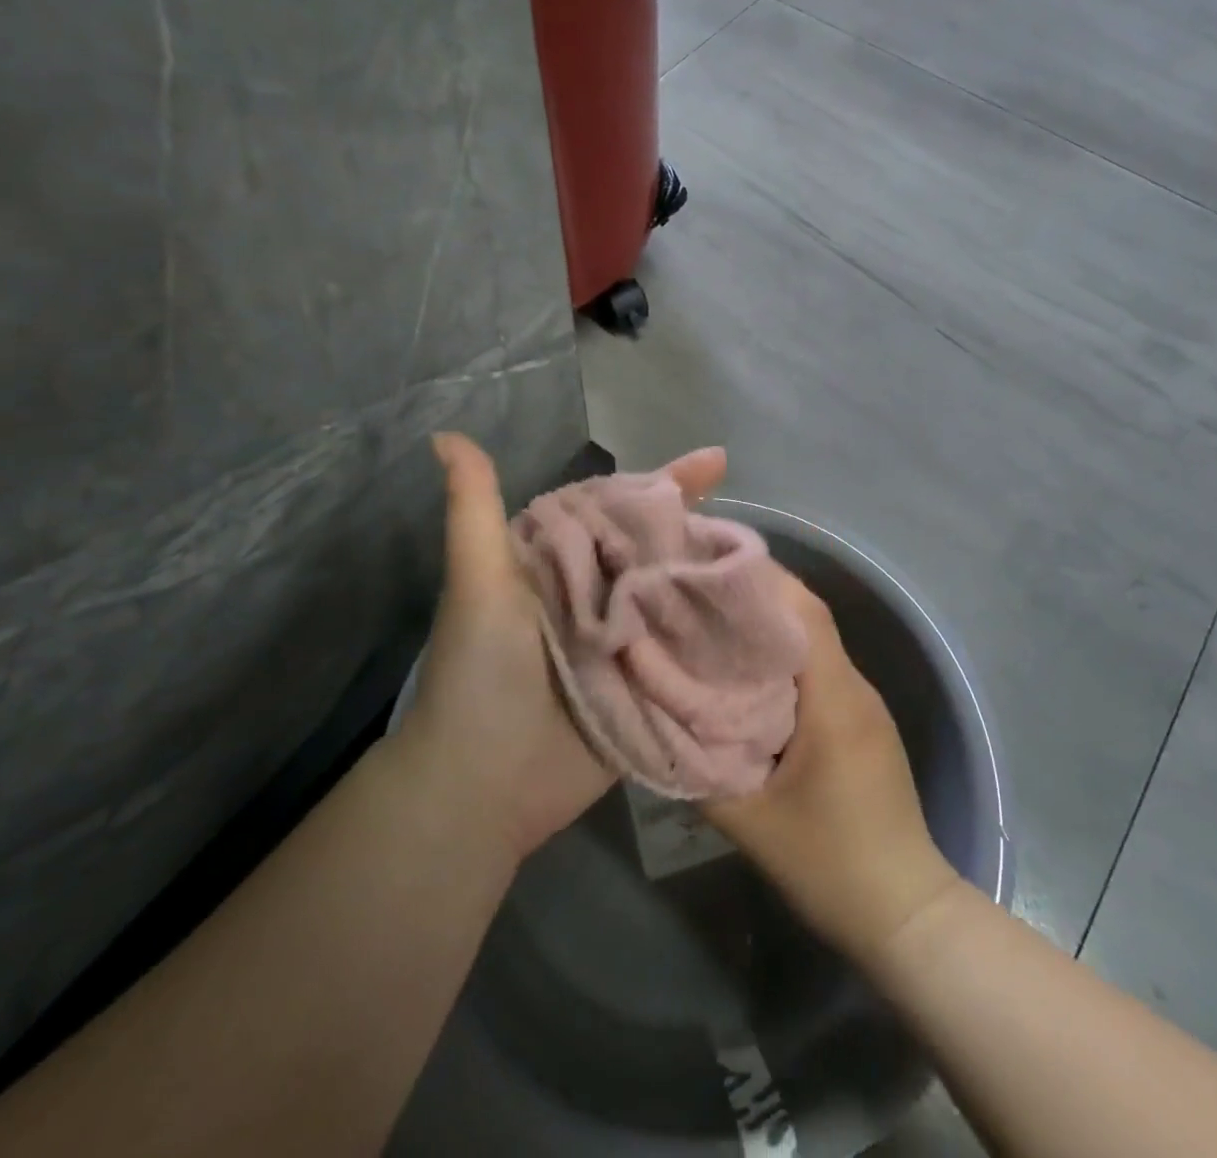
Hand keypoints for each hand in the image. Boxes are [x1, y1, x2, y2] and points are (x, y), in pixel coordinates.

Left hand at [404, 435, 728, 864]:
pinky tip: (762, 621)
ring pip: (682, 597)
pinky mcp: (650, 686)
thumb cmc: (480, 671)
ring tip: (769, 566)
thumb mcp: (478, 581)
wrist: (482, 783)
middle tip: (756, 522)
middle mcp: (602, 594)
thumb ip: (473, 509)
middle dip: (705, 530)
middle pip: (662, 550)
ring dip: (720, 582)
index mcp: (567, 562)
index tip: (716, 460)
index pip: (623, 507)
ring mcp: (630, 641)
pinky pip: (691, 652)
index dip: (667, 483)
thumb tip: (447, 434)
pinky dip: (720, 637)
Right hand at [704, 576, 962, 967]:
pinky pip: (820, 672)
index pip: (802, 611)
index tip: (707, 569)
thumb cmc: (830, 864)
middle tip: (695, 595)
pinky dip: (783, 661)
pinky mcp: (863, 722)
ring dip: (766, 630)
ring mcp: (864, 703)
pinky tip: (746, 677)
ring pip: (812, 644)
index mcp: (834, 697)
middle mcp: (855, 686)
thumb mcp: (749, 823)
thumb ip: (698, 768)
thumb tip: (656, 720)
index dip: (759, 580)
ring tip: (711, 628)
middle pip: (805, 618)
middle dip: (752, 599)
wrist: (906, 914)